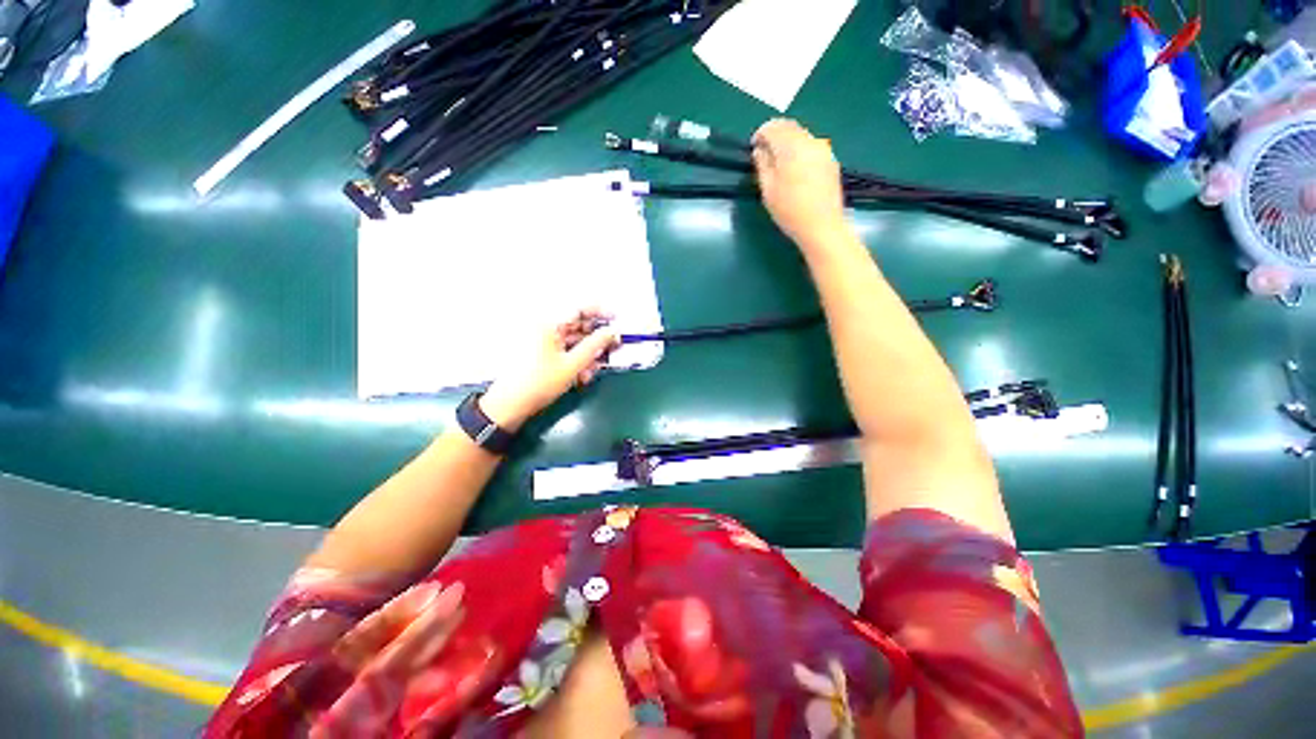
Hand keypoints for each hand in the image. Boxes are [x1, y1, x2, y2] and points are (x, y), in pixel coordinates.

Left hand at [480, 309, 619, 430]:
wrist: (510, 405)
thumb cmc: (539, 382)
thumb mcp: (572, 364)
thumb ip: (595, 345)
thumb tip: (613, 332)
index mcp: (548, 324)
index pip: (578, 309)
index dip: (600, 312)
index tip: (616, 319)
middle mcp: (545, 328)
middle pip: (578, 325)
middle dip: (597, 337)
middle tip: (615, 346)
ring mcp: (543, 341)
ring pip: (574, 340)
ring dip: (589, 352)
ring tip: (598, 367)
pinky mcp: (543, 354)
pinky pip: (566, 351)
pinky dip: (577, 360)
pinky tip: (584, 374)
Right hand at [752, 119, 849, 252]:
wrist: (822, 227)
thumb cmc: (790, 211)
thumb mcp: (768, 190)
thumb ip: (762, 165)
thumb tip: (760, 150)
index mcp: (792, 147)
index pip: (773, 127)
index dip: (761, 134)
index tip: (754, 146)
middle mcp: (810, 141)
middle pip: (790, 127)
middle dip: (775, 134)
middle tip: (764, 151)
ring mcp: (823, 150)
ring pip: (802, 135)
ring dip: (788, 141)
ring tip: (778, 161)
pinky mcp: (831, 160)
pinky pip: (811, 146)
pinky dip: (799, 150)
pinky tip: (794, 169)